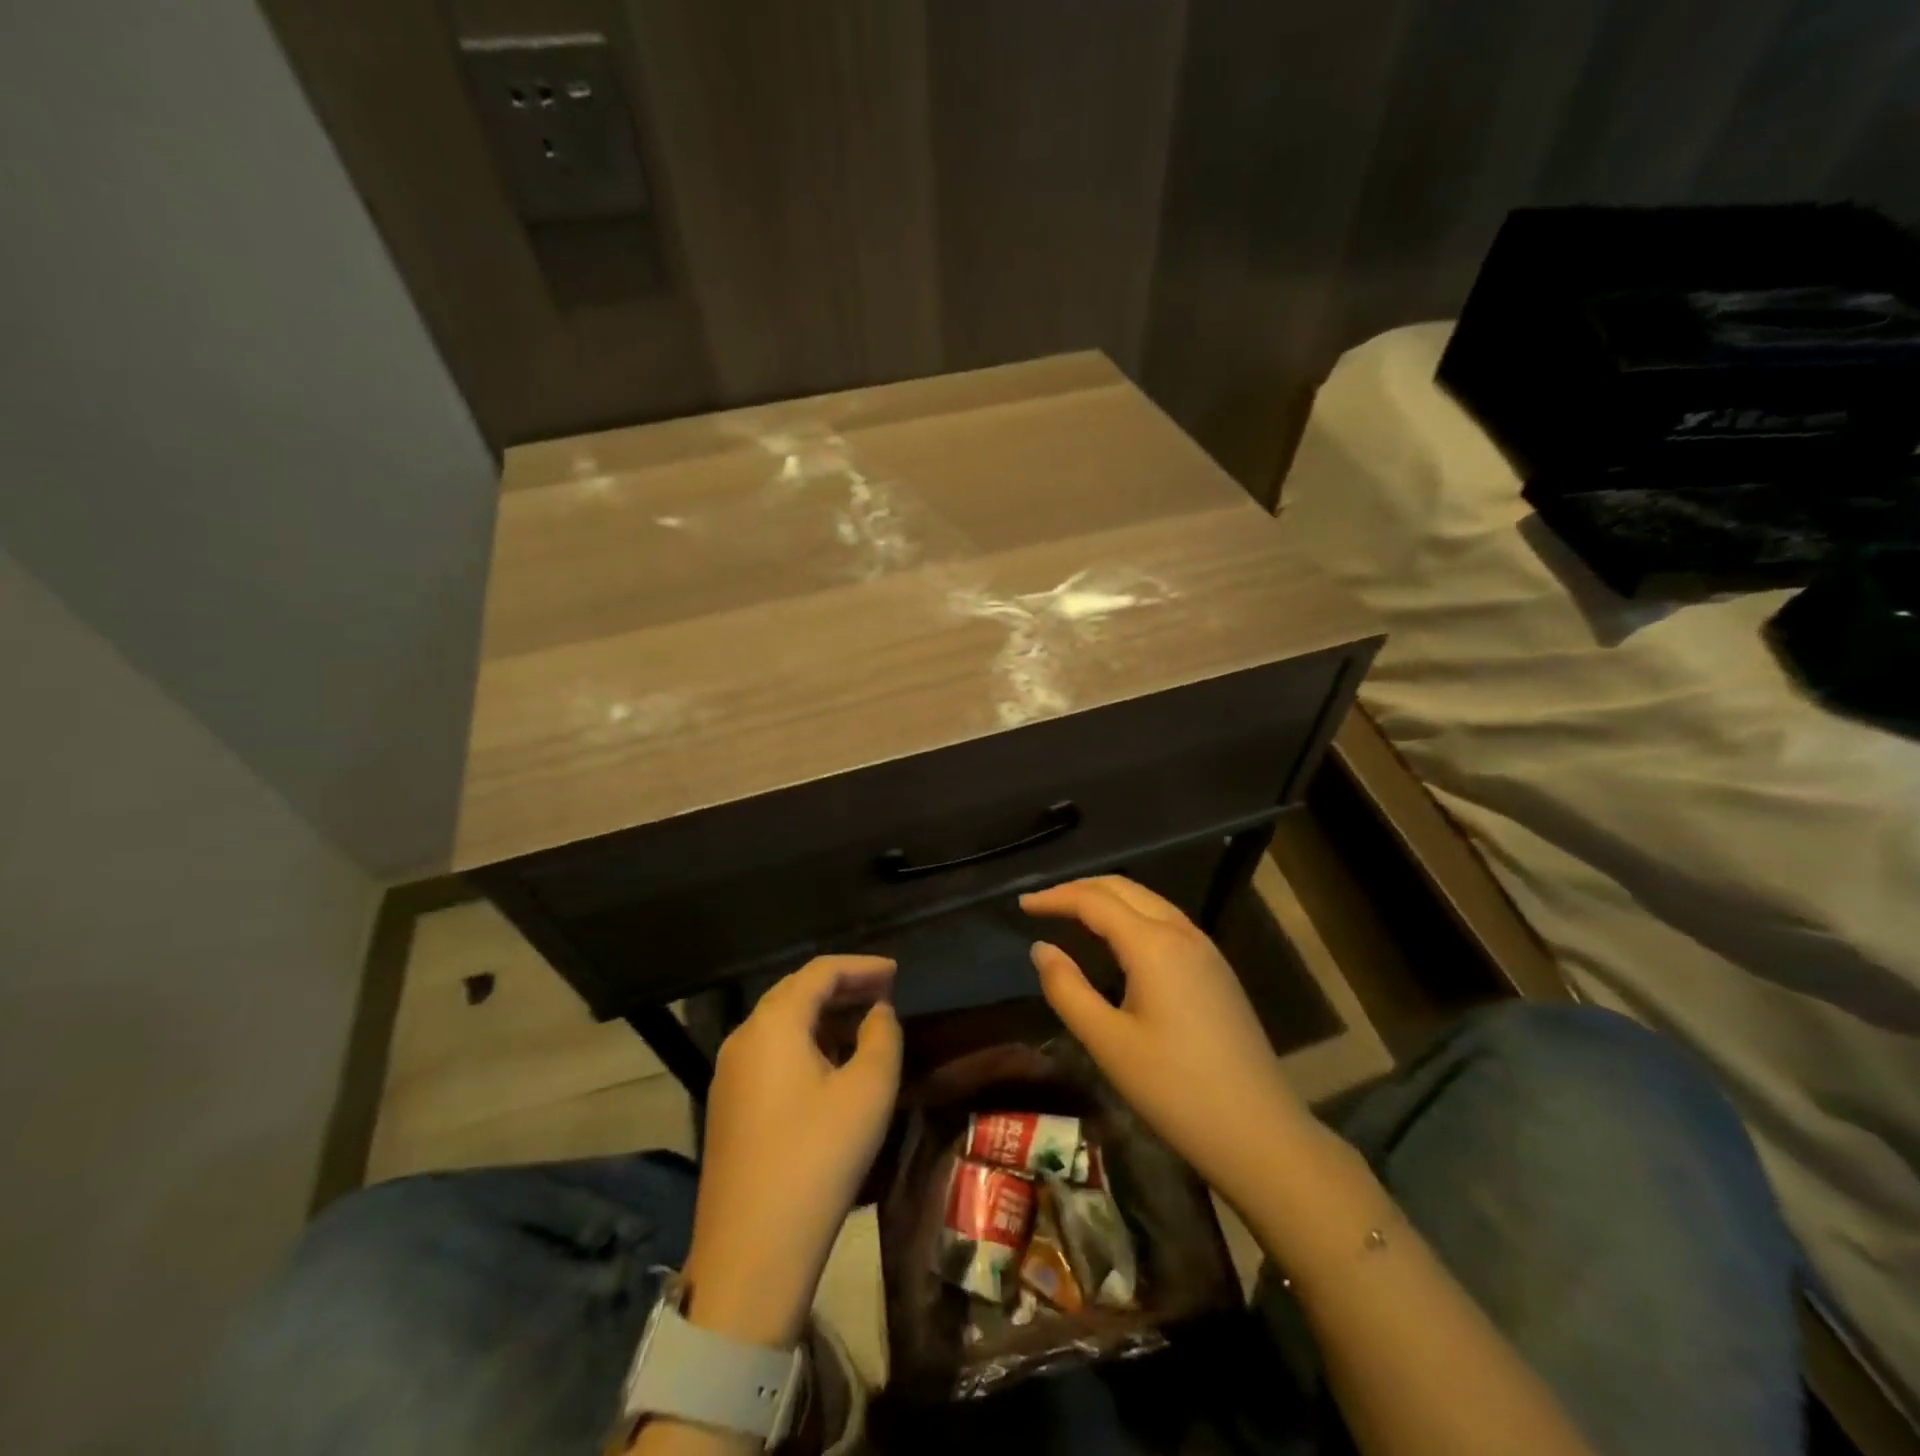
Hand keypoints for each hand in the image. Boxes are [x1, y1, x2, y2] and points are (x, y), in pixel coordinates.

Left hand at [681, 955, 900, 1348]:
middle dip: (842, 987)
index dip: (861, 966)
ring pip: (782, 1024)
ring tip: (865, 1025)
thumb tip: (877, 1012)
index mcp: (773, 1024)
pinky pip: (771, 1053)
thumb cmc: (818, 1157)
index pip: (819, 972)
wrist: (752, 1252)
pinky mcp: (728, 1106)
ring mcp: (730, 1074)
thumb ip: (882, 1035)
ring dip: (824, 1016)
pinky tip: (831, 1064)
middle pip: (796, 992)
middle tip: (884, 992)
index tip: (896, 972)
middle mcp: (744, 1037)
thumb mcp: (869, 1090)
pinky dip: (805, 1043)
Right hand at [1021, 876, 1325, 1210]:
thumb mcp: (1108, 1043)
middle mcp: (1182, 933)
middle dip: (1080, 889)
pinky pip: (1166, 922)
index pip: (1095, 901)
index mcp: (1153, 944)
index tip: (1022, 905)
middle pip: (1124, 889)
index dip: (1055, 897)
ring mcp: (1205, 950)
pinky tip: (1119, 942)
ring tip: (1073, 914)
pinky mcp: (1217, 970)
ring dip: (1108, 899)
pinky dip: (1132, 916)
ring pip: (1148, 902)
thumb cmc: (1175, 1089)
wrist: (1260, 1132)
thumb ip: (1067, 989)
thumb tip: (1041, 948)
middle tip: (1044, 904)